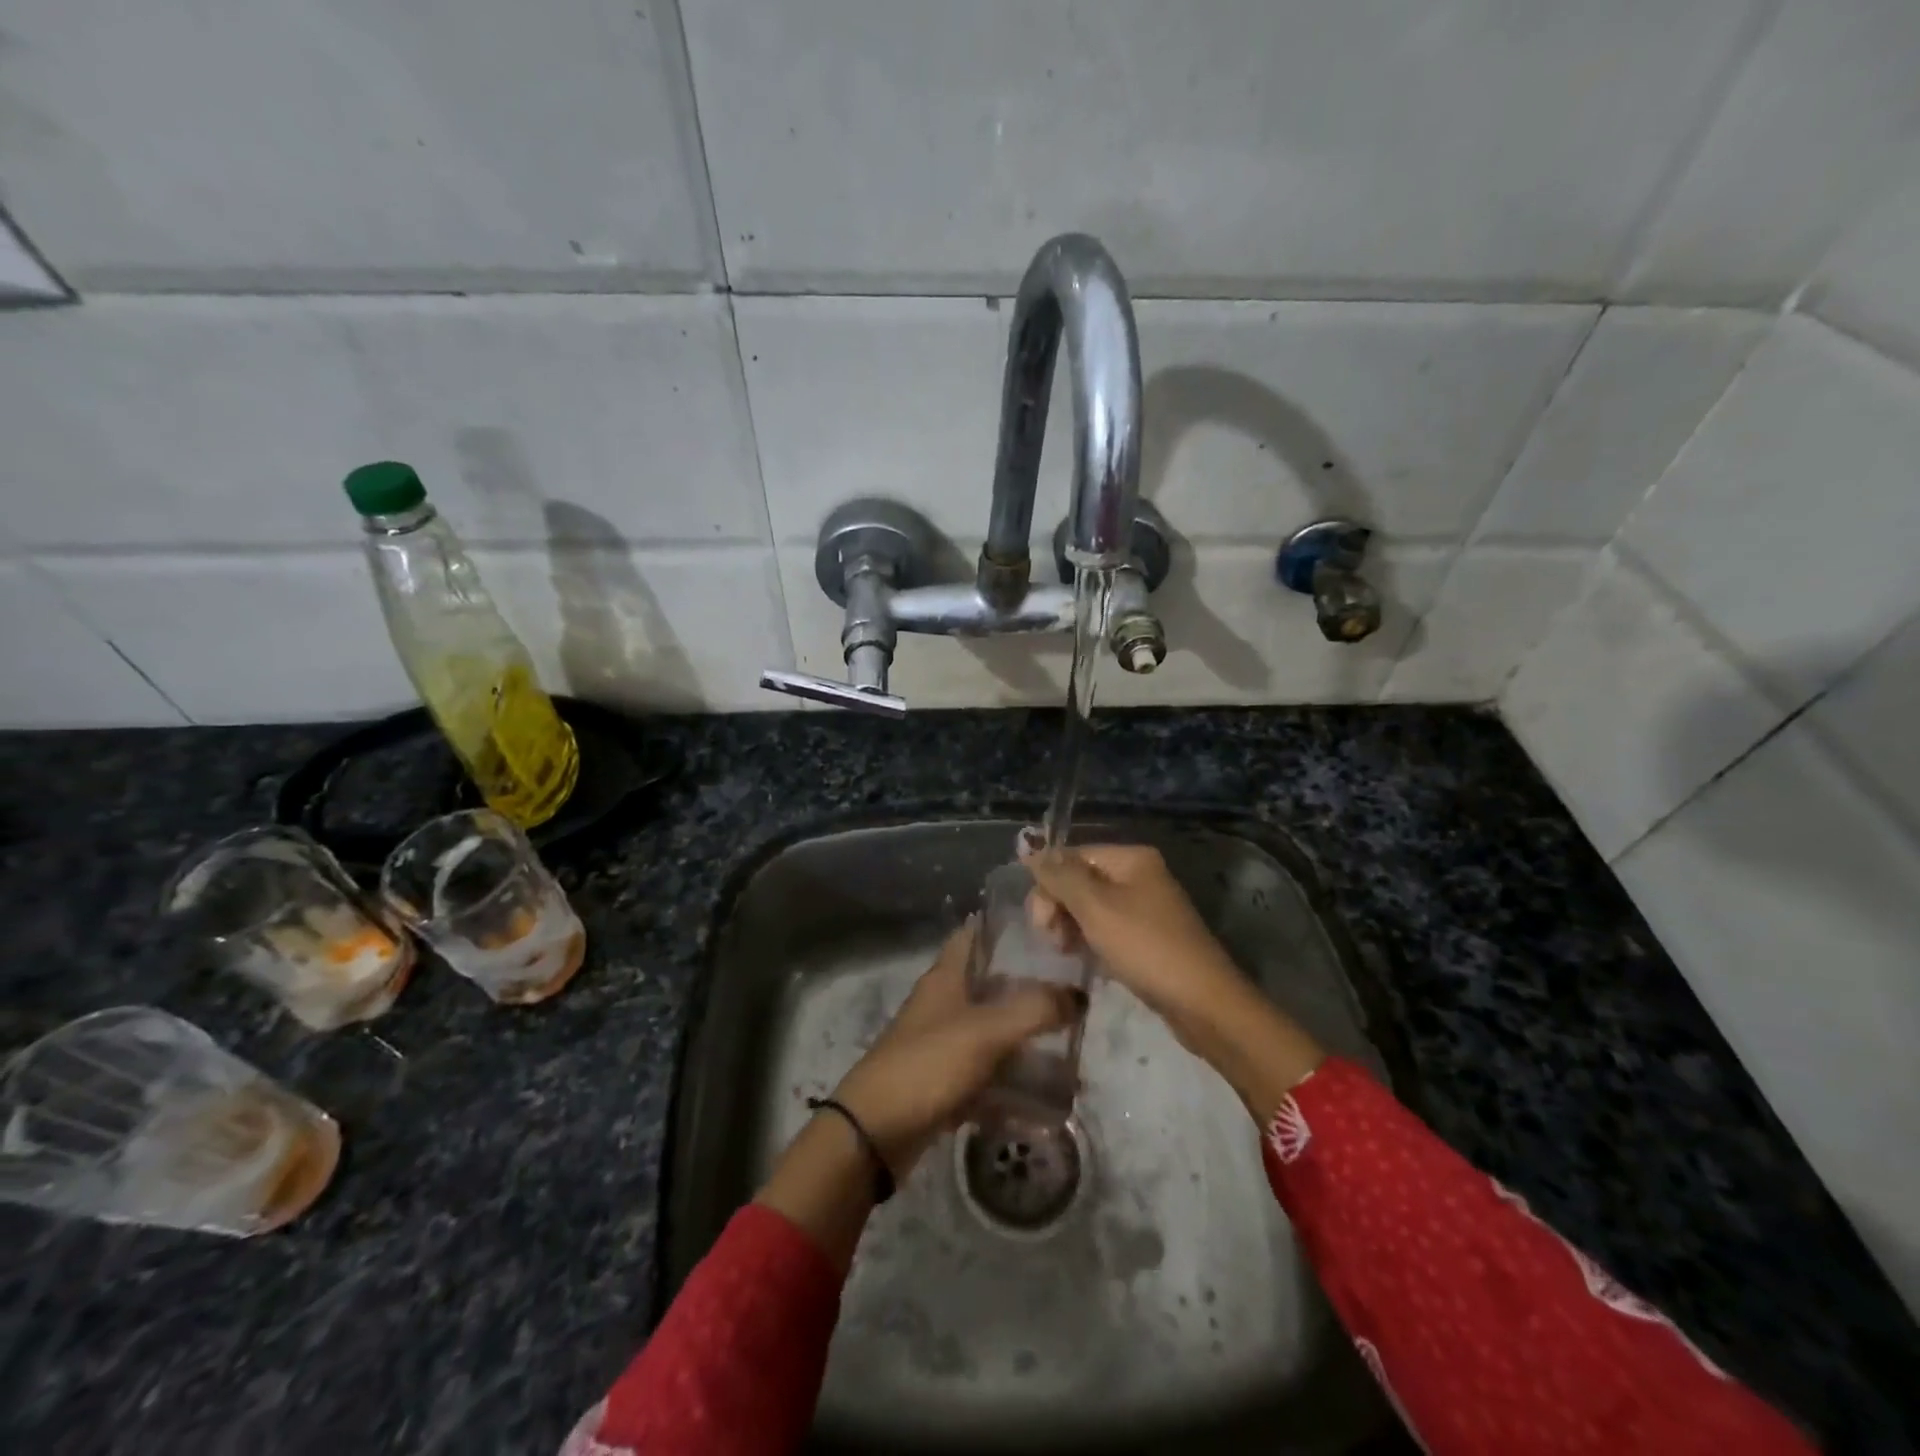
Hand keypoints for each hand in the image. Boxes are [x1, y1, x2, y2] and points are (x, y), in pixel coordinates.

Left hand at [756, 919, 1080, 1269]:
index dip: (1005, 927)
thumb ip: (1034, 1009)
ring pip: (992, 1034)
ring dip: (1025, 1043)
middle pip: (990, 985)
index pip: (974, 934)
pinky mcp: (944, 1084)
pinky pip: (987, 1078)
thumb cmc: (928, 1064)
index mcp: (946, 977)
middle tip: (1074, 995)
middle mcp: (944, 1004)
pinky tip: (1047, 1103)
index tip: (1047, 929)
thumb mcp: (986, 1031)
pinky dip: (1012, 1088)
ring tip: (1071, 1051)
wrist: (875, 1131)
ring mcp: (943, 1045)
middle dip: (1029, 990)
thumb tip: (1078, 996)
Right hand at [1020, 842, 1323, 1119]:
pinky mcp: (1146, 936)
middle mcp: (1138, 874)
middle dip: (1058, 906)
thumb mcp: (1096, 907)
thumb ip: (1060, 875)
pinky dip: (1090, 939)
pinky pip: (1105, 927)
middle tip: (1054, 940)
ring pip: (1089, 906)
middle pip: (1079, 879)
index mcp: (1131, 858)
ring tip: (1067, 952)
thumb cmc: (1146, 947)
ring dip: (1070, 925)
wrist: (1203, 1003)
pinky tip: (1085, 958)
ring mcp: (1145, 906)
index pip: (1071, 856)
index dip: (1049, 885)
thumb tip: (1029, 845)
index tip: (1042, 923)